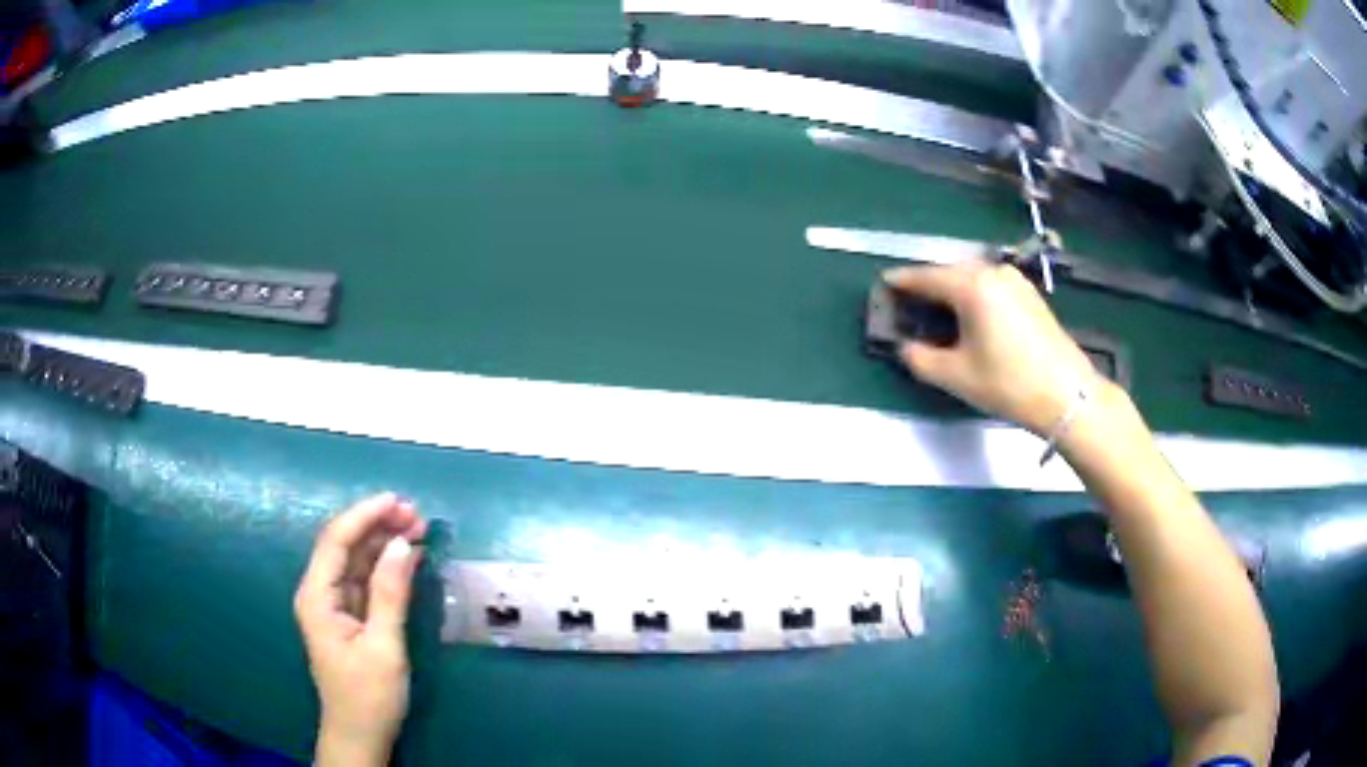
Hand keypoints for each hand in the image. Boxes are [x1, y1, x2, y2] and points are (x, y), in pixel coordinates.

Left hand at [294, 493, 426, 765]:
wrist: (360, 737)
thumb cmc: (369, 697)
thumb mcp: (383, 647)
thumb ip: (389, 594)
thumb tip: (402, 544)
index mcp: (317, 597)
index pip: (336, 541)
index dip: (364, 515)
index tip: (397, 501)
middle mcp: (320, 594)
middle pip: (345, 546)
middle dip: (377, 525)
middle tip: (416, 515)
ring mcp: (334, 606)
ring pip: (356, 561)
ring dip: (384, 544)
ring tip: (418, 528)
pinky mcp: (349, 618)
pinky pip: (366, 581)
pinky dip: (386, 567)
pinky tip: (409, 558)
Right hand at [884, 261, 1101, 434]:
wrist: (1066, 395)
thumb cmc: (1008, 383)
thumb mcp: (956, 376)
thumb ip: (920, 358)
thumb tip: (906, 347)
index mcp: (972, 286)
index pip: (927, 277)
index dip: (903, 281)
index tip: (884, 283)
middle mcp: (993, 273)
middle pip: (950, 272)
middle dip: (928, 285)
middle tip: (909, 302)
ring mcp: (1015, 281)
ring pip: (972, 277)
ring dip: (952, 290)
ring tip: (938, 310)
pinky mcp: (1029, 294)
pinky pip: (991, 285)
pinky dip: (973, 295)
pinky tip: (970, 315)